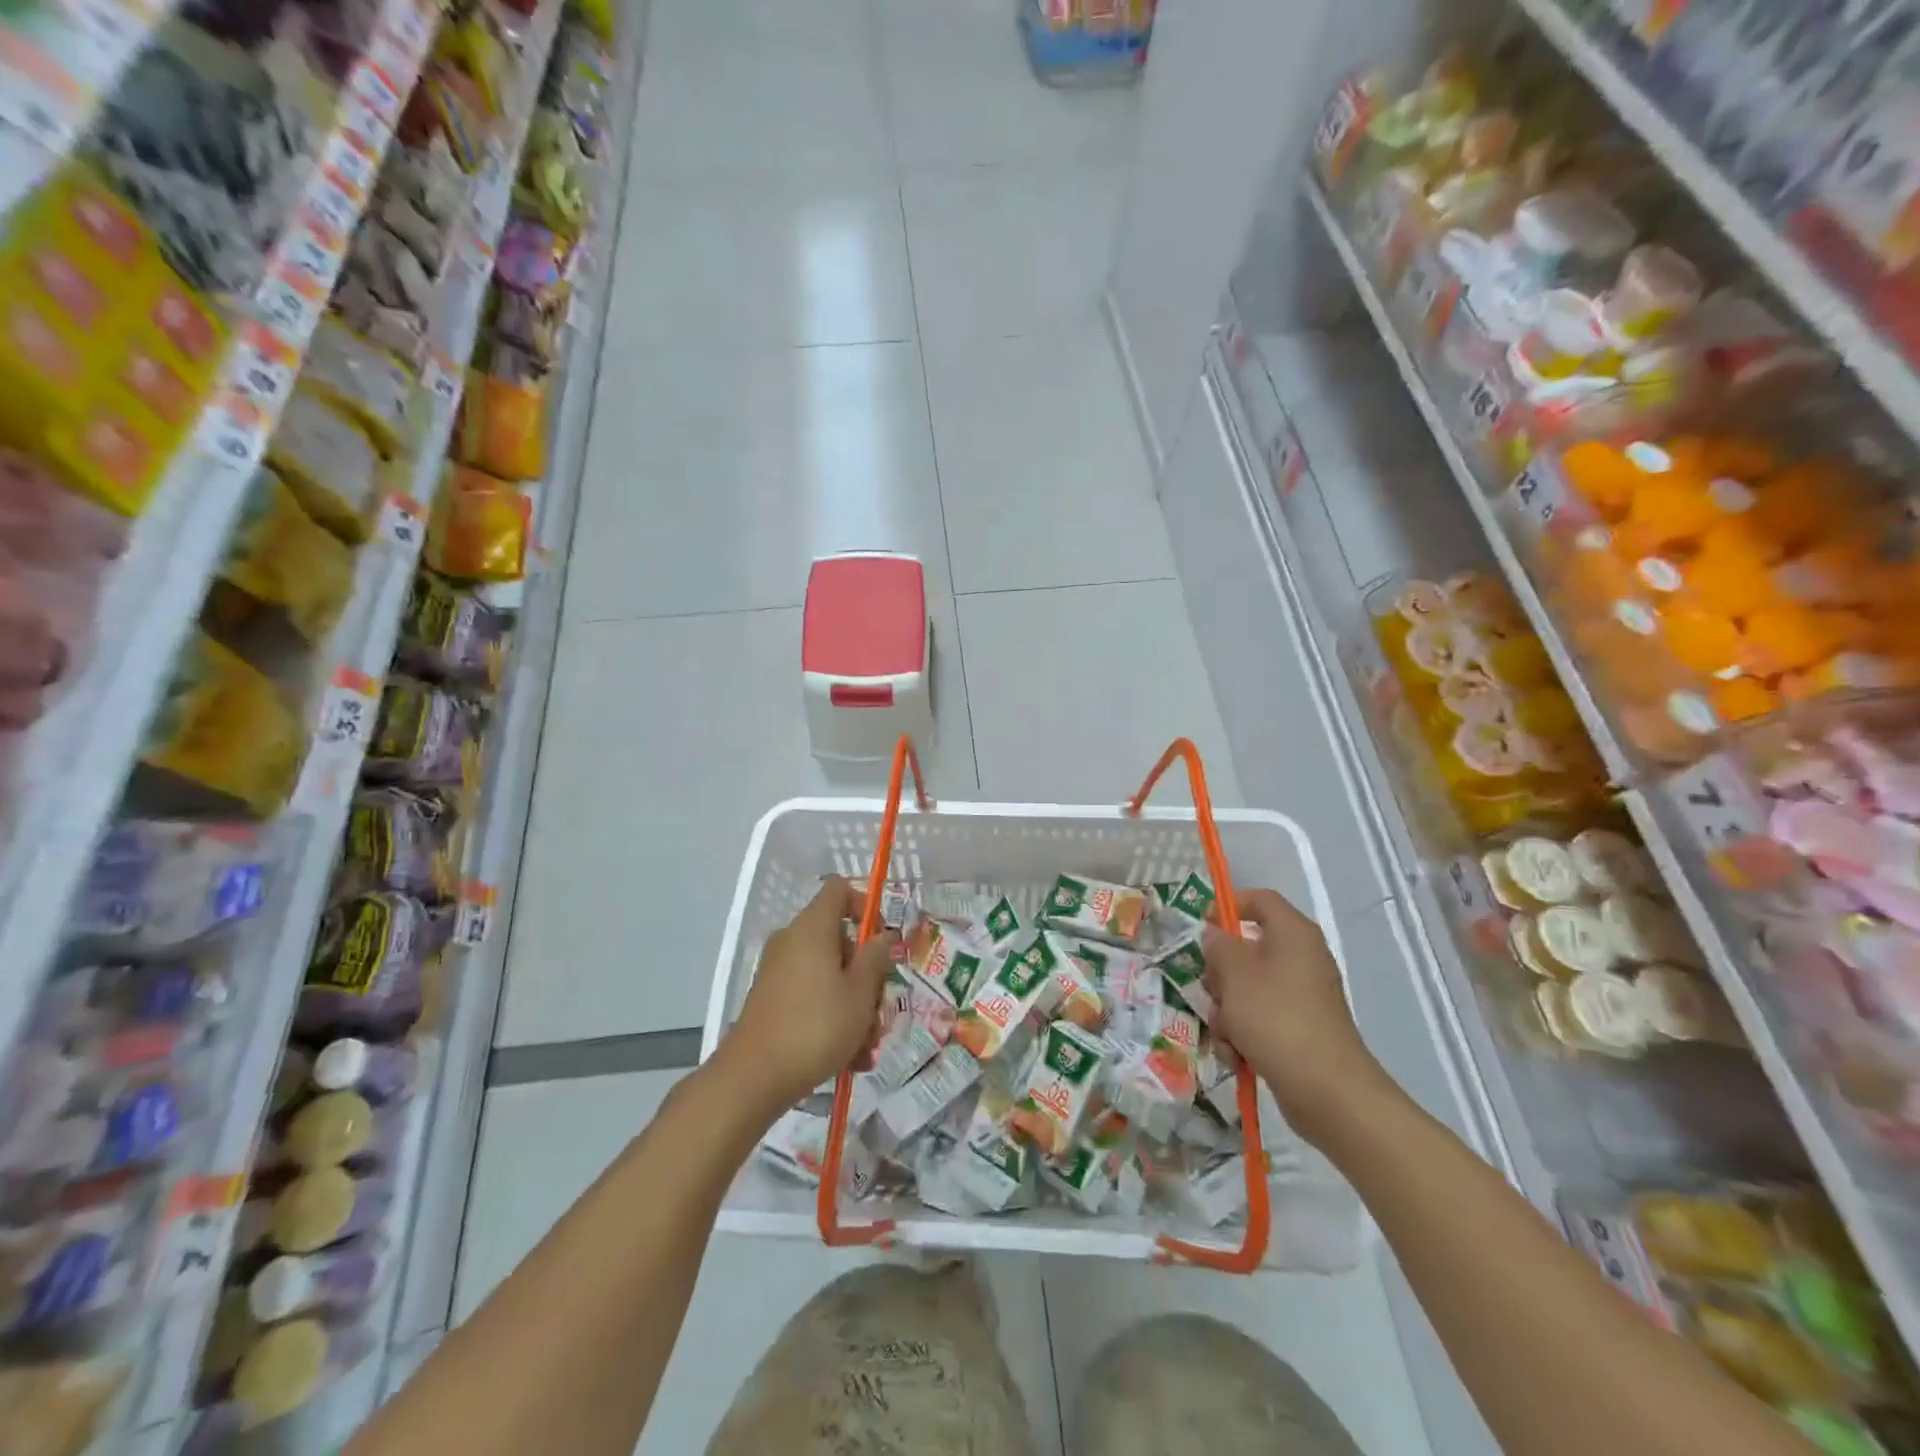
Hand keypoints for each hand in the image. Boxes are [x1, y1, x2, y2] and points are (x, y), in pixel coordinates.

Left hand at [719, 877, 896, 1113]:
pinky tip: (849, 1057)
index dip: (865, 905)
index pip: (839, 889)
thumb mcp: (860, 993)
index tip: (881, 940)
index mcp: (813, 928)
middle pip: (839, 939)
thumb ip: (876, 958)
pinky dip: (831, 1016)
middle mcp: (792, 940)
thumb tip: (883, 935)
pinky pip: (811, 995)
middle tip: (879, 1007)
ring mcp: (778, 970)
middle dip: (865, 972)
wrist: (753, 1077)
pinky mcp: (771, 998)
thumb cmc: (816, 1026)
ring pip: (829, 973)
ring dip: (853, 1003)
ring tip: (867, 1046)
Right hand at [1202, 887, 1388, 1144]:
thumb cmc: (1276, 1018)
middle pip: (1247, 948)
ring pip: (1247, 988)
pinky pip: (1260, 1018)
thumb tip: (1215, 935)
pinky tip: (1236, 1053)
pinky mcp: (1299, 1028)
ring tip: (1225, 1033)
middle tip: (1211, 990)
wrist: (1327, 1090)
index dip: (1228, 906)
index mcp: (1293, 933)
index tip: (1201, 927)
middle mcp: (1301, 958)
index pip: (1259, 900)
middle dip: (1221, 973)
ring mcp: (1302, 996)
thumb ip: (1218, 947)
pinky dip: (1243, 1033)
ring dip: (1227, 1009)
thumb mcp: (1235, 975)